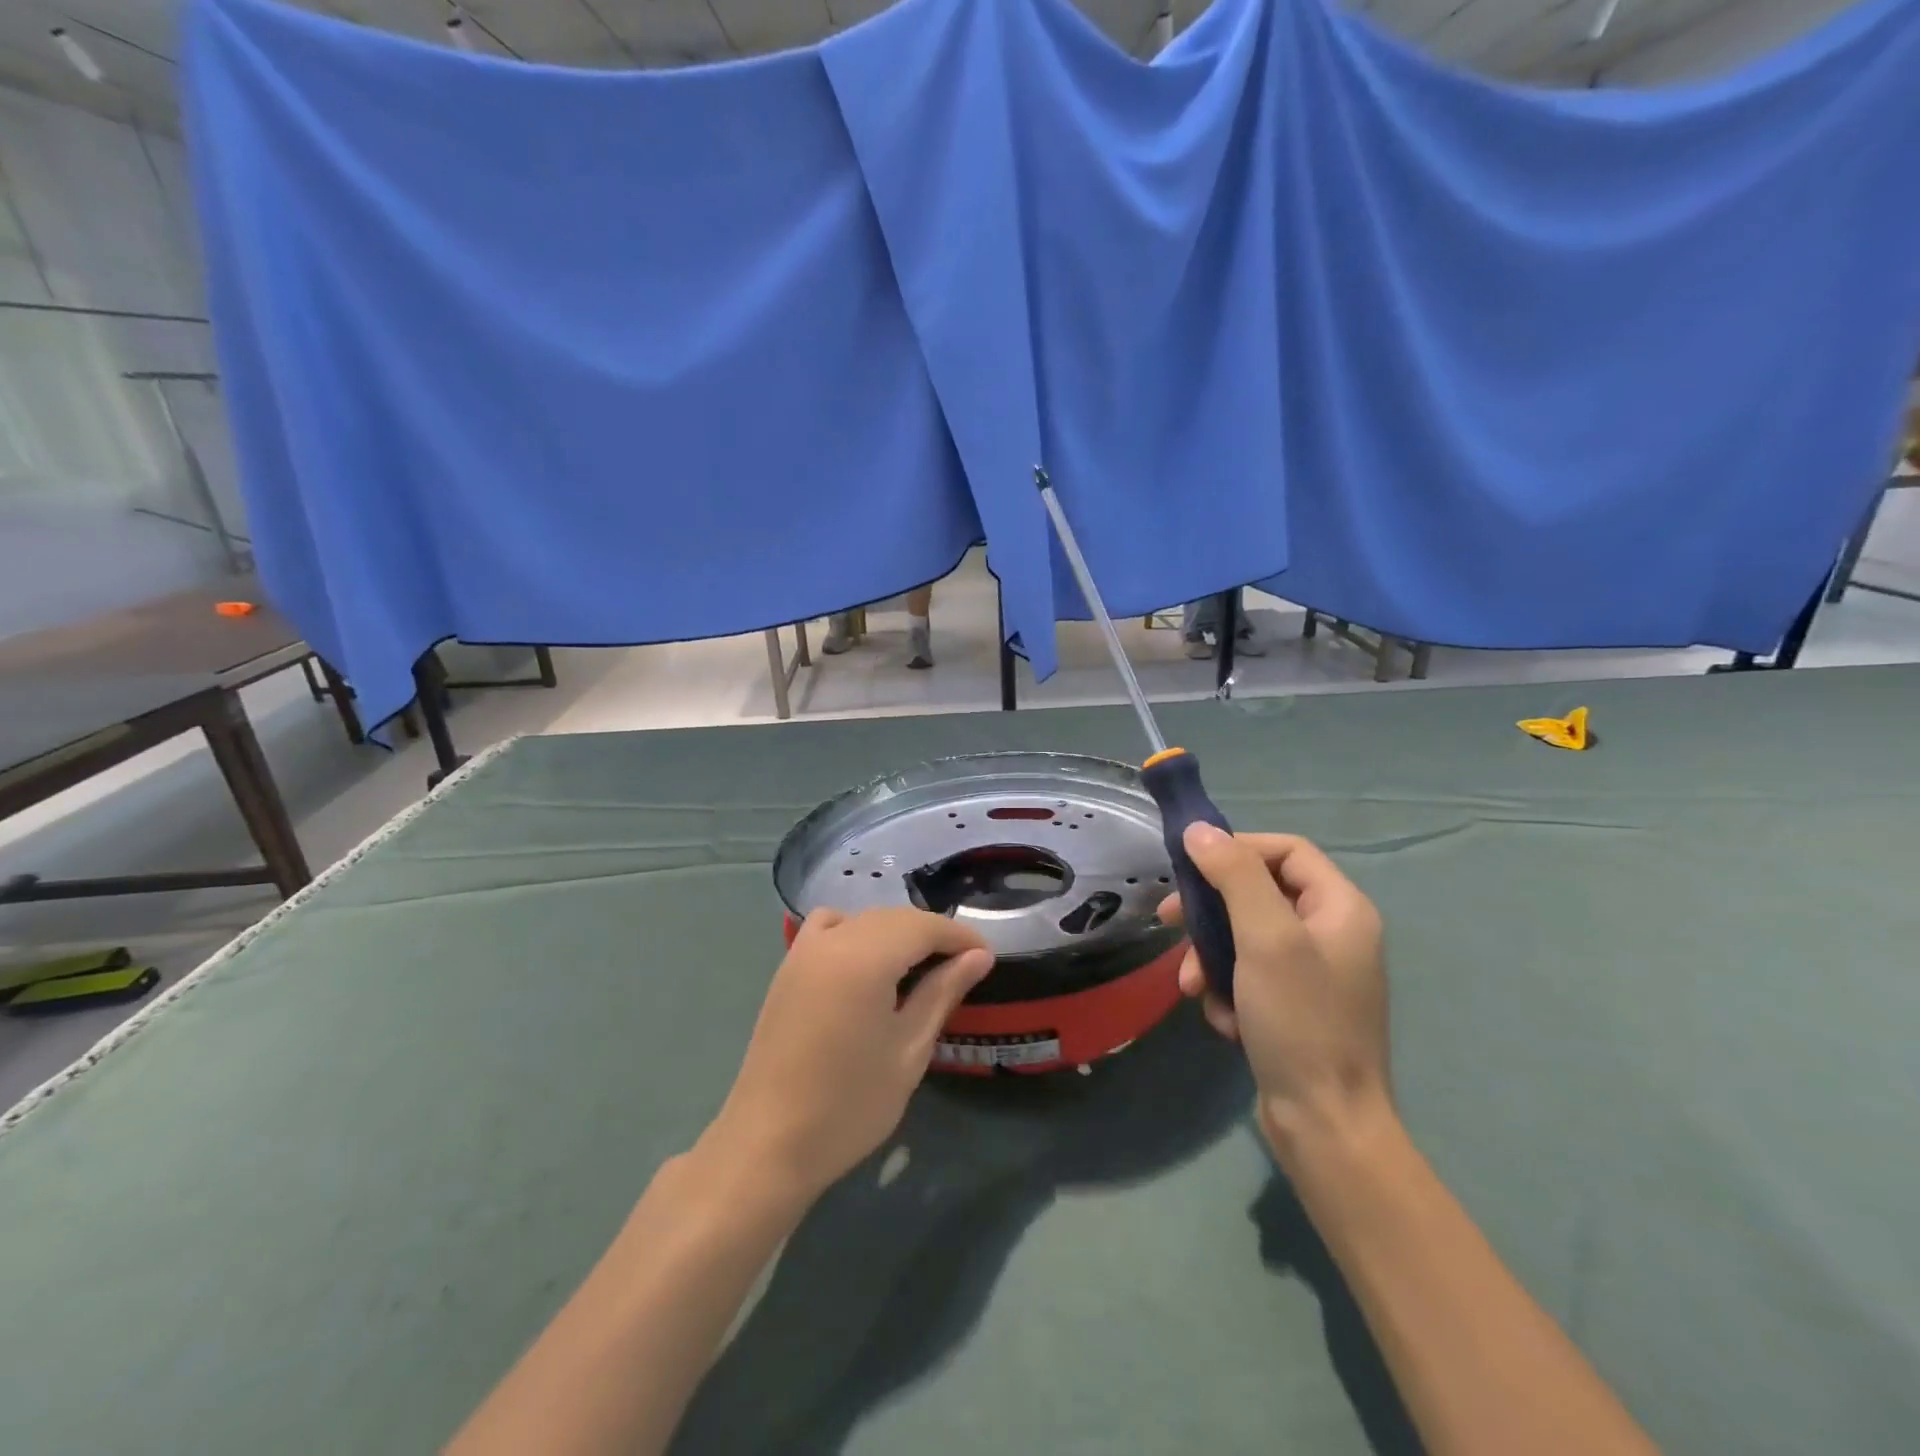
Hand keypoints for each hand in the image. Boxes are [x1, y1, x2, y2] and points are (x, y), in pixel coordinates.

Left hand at [703, 908, 992, 1202]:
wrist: (769, 1143)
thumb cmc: (849, 1104)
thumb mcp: (908, 1050)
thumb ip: (943, 993)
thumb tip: (980, 957)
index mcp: (865, 958)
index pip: (923, 926)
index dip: (959, 936)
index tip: (986, 958)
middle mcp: (833, 940)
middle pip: (894, 917)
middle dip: (932, 933)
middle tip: (963, 965)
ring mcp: (804, 950)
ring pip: (864, 919)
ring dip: (897, 932)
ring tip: (920, 965)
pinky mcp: (788, 966)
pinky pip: (829, 927)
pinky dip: (856, 931)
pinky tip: (867, 962)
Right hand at [1158, 825, 1389, 1156]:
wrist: (1325, 1126)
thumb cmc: (1300, 1020)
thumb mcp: (1265, 937)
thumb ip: (1234, 876)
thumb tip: (1200, 829)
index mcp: (1341, 908)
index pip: (1285, 850)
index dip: (1237, 848)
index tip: (1191, 866)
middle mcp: (1331, 933)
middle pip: (1257, 893)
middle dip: (1211, 912)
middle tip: (1168, 921)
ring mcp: (1311, 973)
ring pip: (1244, 937)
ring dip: (1211, 959)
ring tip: (1193, 989)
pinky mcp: (1292, 1006)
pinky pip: (1247, 976)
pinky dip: (1227, 991)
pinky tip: (1224, 1020)